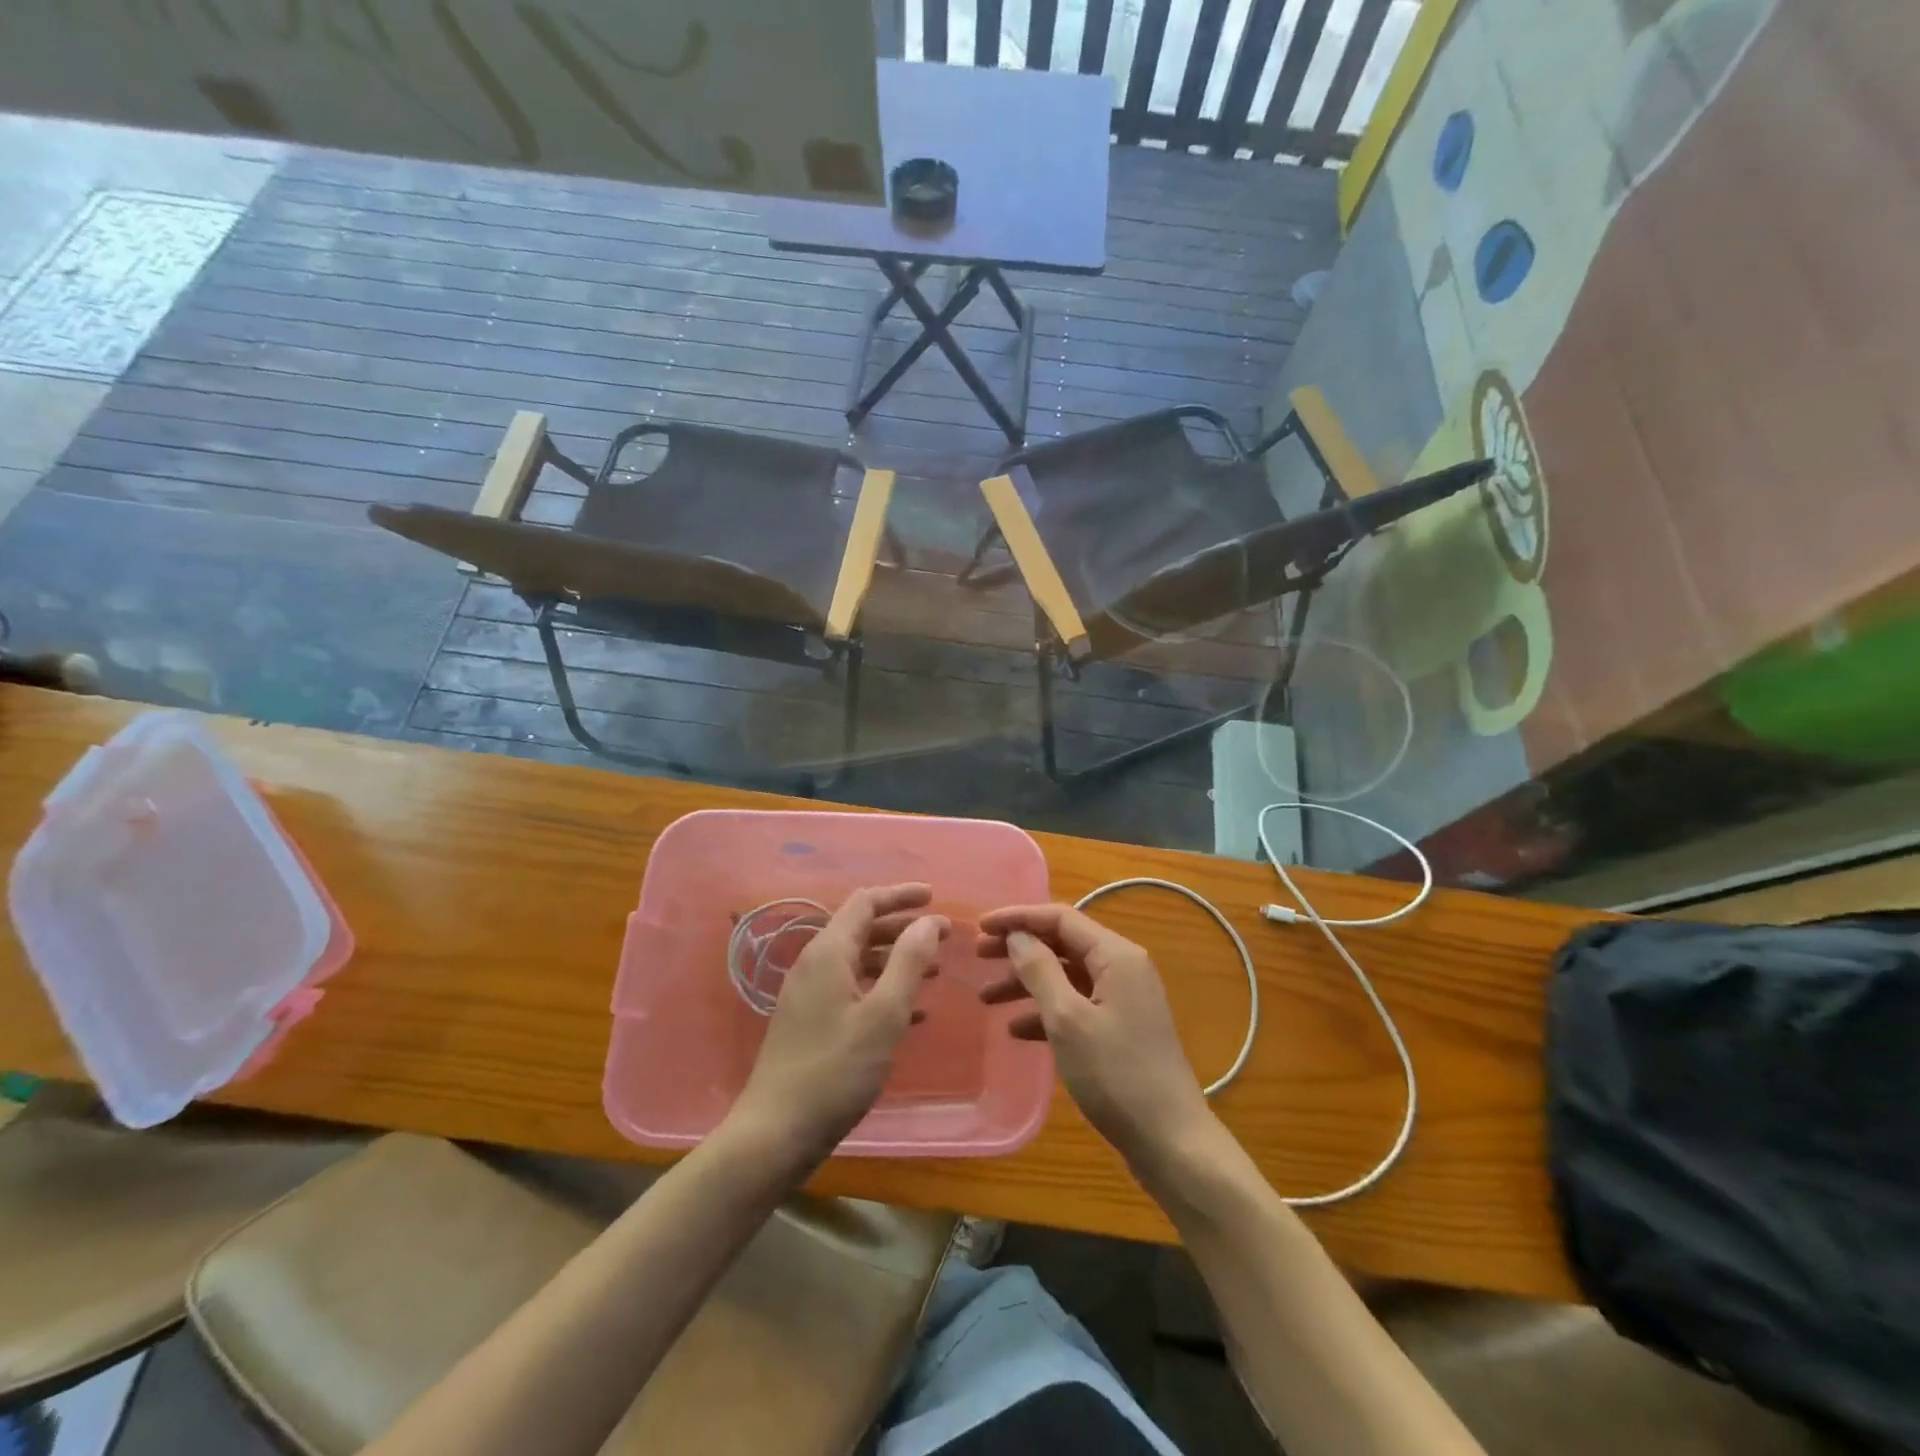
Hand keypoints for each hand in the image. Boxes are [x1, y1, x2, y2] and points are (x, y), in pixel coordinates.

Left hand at [729, 884, 947, 1168]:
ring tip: (932, 970)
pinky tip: (910, 1012)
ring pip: (857, 960)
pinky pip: (850, 989)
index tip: (934, 898)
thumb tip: (929, 920)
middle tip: (941, 935)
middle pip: (861, 928)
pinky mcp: (808, 1022)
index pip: (865, 903)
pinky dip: (881, 988)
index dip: (900, 895)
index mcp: (828, 952)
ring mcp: (808, 994)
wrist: (774, 1132)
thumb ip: (908, 961)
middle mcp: (814, 964)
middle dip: (902, 927)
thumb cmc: (836, 1070)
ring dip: (894, 959)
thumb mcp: (883, 1014)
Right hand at [979, 904, 1215, 1168]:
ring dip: (1027, 983)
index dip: (1018, 917)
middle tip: (978, 956)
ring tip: (986, 998)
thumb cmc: (1117, 1075)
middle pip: (1062, 944)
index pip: (1060, 918)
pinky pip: (1075, 1006)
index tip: (980, 926)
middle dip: (1019, 948)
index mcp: (1116, 956)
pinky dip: (1045, 1012)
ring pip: (1066, 977)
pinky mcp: (1119, 1029)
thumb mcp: (1068, 1020)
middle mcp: (1122, 968)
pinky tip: (1016, 1030)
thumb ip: (1040, 971)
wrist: (1171, 1142)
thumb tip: (1018, 936)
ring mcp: (1123, 1000)